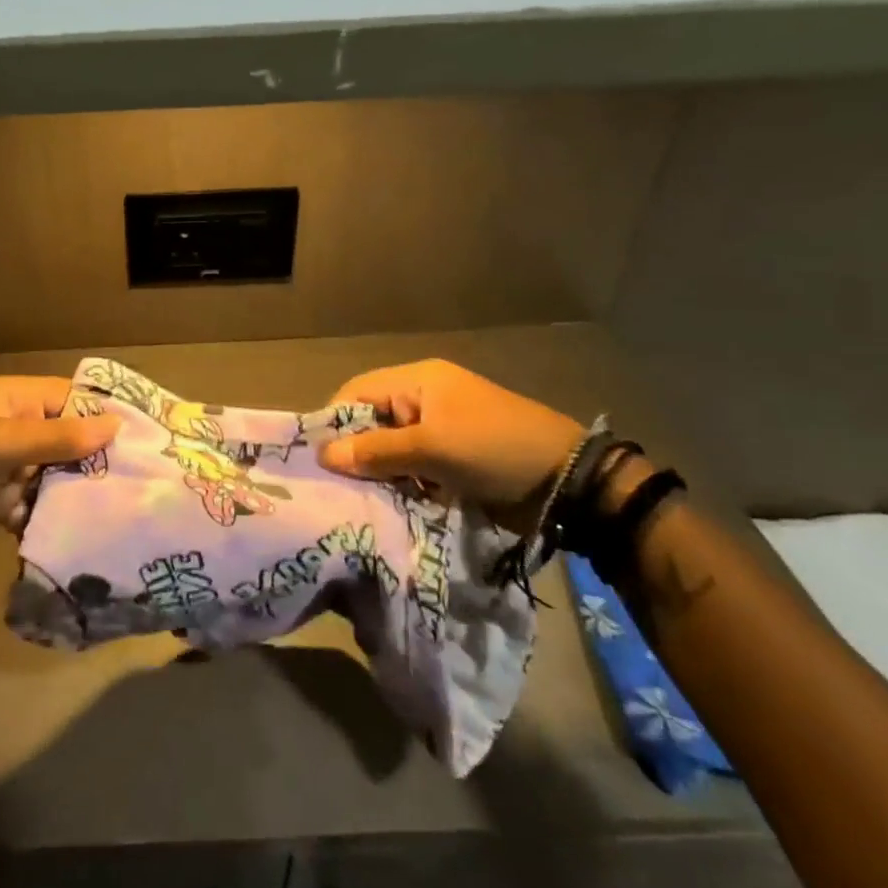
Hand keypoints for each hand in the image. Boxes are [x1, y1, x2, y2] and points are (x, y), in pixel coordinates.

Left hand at [0, 375, 119, 569]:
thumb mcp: (0, 444)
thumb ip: (58, 436)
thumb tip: (116, 425)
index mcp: (14, 400)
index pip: (72, 398)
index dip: (105, 416)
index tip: (145, 439)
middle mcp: (15, 428)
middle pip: (69, 439)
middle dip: (95, 461)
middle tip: (138, 483)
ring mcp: (7, 466)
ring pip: (56, 475)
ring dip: (75, 493)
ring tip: (115, 513)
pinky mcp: (0, 501)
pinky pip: (37, 504)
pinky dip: (49, 516)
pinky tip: (74, 533)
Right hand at [317, 360, 584, 529]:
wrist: (569, 483)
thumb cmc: (494, 450)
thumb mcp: (431, 449)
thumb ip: (375, 451)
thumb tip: (322, 455)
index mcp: (417, 381)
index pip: (357, 392)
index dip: (334, 422)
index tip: (319, 460)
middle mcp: (423, 399)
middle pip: (371, 422)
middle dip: (356, 453)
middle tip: (338, 487)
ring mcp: (440, 430)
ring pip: (390, 449)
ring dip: (379, 474)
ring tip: (362, 501)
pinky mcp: (452, 459)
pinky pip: (412, 468)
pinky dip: (402, 485)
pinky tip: (392, 506)